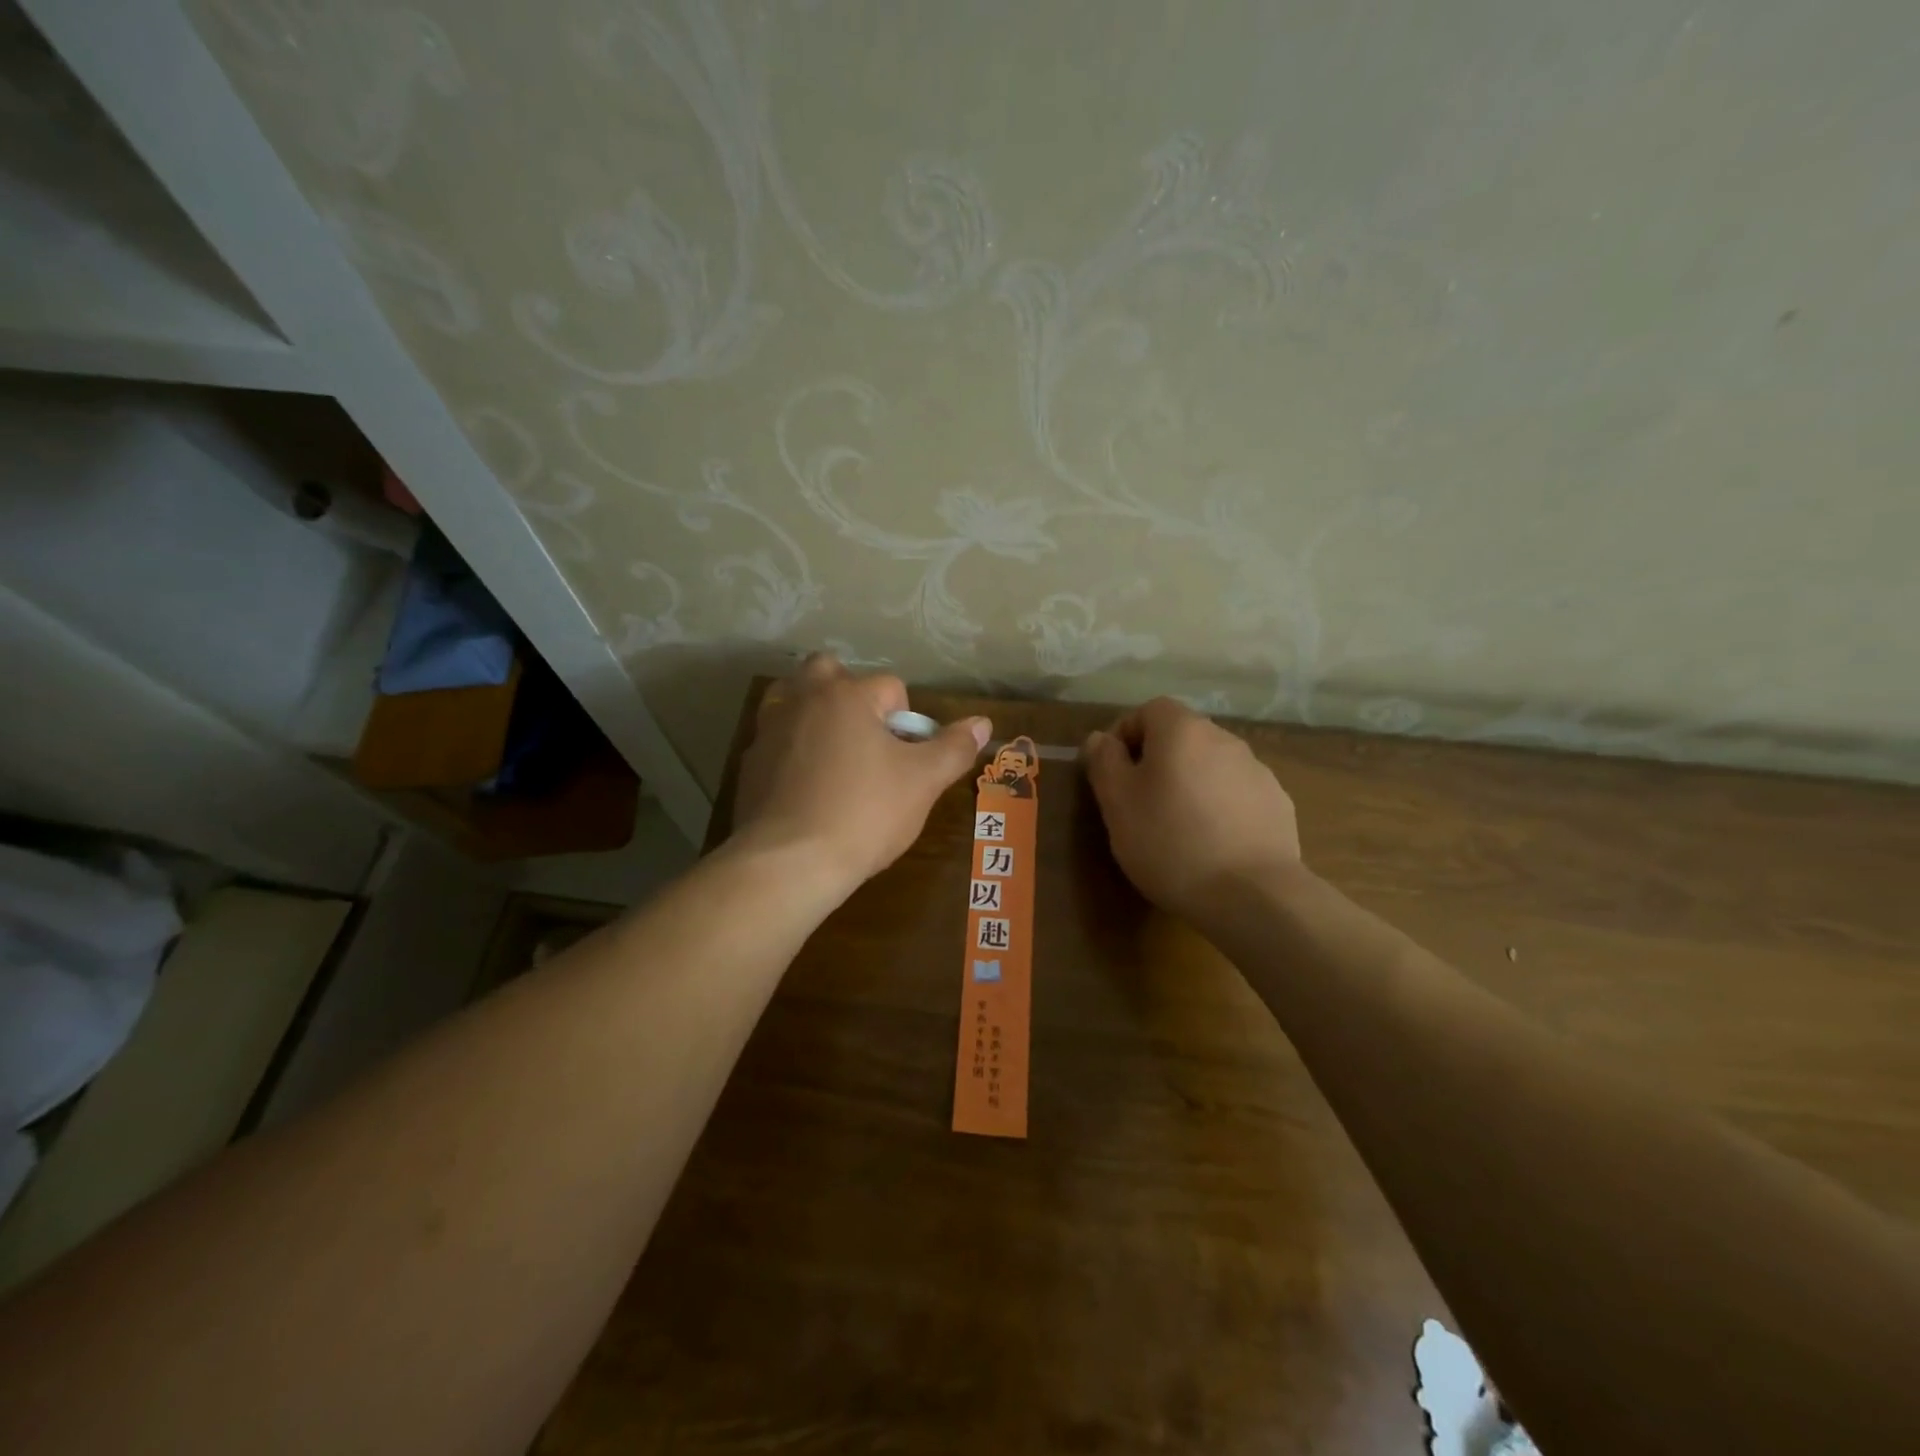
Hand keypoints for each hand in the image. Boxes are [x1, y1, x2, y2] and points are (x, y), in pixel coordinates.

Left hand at [731, 655, 989, 896]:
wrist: (788, 863)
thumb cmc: (864, 814)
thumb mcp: (922, 783)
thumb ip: (954, 748)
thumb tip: (983, 722)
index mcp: (847, 696)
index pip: (890, 686)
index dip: (907, 721)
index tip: (906, 759)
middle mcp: (803, 700)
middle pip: (828, 670)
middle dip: (849, 694)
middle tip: (866, 740)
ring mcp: (769, 730)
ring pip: (793, 699)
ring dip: (814, 714)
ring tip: (835, 757)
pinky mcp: (749, 764)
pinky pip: (776, 740)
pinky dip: (792, 751)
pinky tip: (805, 788)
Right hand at [1081, 697, 1302, 918]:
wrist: (1252, 894)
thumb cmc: (1169, 842)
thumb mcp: (1117, 803)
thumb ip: (1104, 762)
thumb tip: (1100, 738)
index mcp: (1182, 731)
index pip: (1149, 710)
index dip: (1126, 734)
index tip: (1113, 772)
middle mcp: (1224, 739)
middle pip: (1182, 737)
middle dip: (1157, 761)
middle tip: (1140, 803)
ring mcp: (1257, 771)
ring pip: (1210, 766)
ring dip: (1190, 784)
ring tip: (1178, 829)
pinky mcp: (1278, 804)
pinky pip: (1236, 794)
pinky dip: (1219, 808)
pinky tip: (1212, 844)